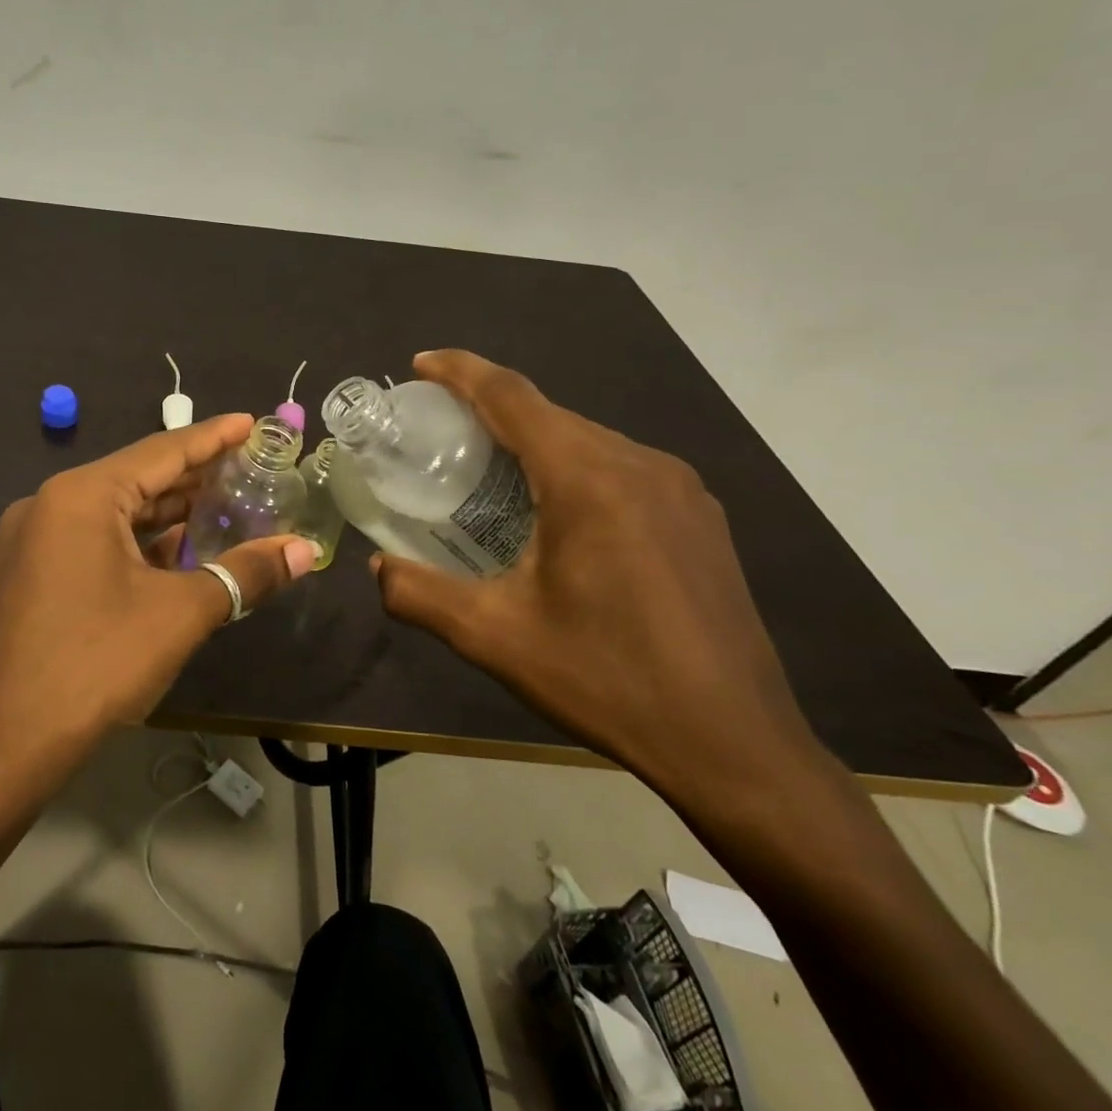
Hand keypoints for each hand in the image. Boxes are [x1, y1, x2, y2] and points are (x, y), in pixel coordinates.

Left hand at [0, 413, 319, 766]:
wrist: (5, 745)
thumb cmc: (96, 664)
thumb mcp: (180, 613)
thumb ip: (244, 573)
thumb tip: (305, 551)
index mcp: (82, 495)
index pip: (162, 451)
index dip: (213, 437)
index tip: (252, 422)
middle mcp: (51, 504)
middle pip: (138, 478)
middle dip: (195, 478)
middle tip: (250, 468)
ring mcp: (35, 540)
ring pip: (116, 513)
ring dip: (169, 515)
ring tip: (225, 506)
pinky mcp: (31, 574)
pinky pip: (95, 541)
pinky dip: (139, 544)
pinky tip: (178, 553)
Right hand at [372, 350, 823, 804]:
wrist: (734, 745)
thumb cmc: (606, 679)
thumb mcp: (494, 637)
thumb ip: (419, 595)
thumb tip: (377, 568)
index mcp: (587, 480)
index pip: (512, 397)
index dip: (461, 372)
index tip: (420, 365)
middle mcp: (639, 464)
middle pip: (549, 414)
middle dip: (489, 409)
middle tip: (438, 431)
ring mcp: (680, 488)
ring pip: (587, 439)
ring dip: (532, 440)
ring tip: (488, 468)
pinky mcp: (700, 517)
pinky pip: (620, 467)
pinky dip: (572, 466)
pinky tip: (554, 509)